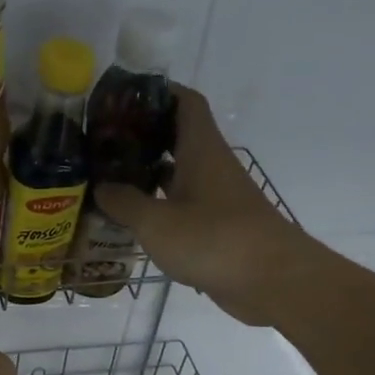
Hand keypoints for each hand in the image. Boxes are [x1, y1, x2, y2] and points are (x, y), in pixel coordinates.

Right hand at [95, 86, 325, 327]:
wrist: (273, 282)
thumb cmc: (214, 240)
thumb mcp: (156, 222)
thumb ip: (124, 202)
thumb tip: (101, 187)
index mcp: (201, 151)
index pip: (185, 103)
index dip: (158, 92)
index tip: (124, 97)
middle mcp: (211, 167)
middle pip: (178, 137)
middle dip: (143, 135)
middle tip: (104, 142)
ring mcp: (217, 198)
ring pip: (178, 173)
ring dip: (148, 173)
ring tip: (109, 178)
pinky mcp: (218, 227)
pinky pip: (182, 205)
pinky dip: (158, 205)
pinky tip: (133, 218)